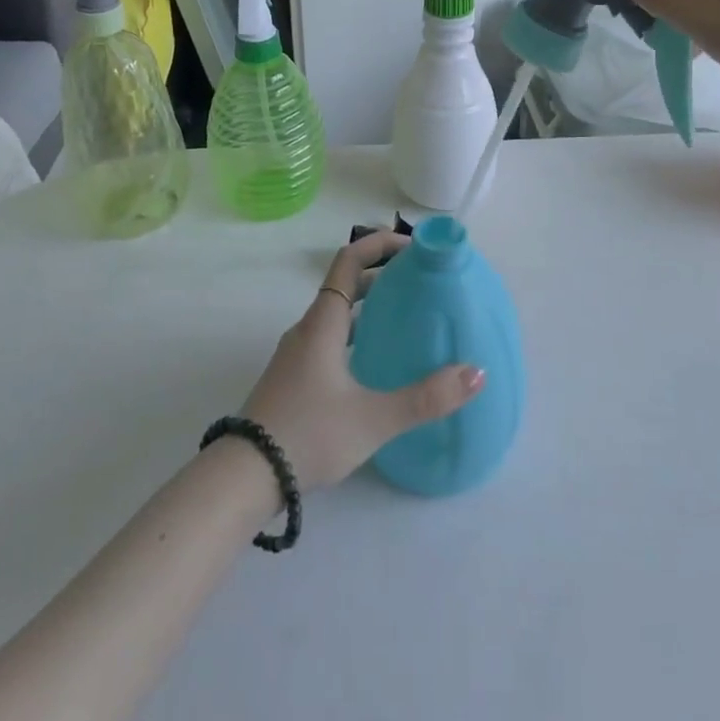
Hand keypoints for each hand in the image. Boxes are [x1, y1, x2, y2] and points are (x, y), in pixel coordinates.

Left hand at [240, 232, 484, 489]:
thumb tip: (475, 373)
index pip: (350, 260)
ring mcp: (297, 353)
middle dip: (384, 276)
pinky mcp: (294, 377)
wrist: (244, 476)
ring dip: (371, 306)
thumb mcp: (373, 418)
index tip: (416, 249)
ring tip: (408, 319)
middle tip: (422, 284)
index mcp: (324, 322)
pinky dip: (358, 333)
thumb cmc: (308, 434)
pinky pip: (330, 338)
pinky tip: (378, 362)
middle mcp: (308, 328)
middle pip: (347, 285)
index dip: (381, 244)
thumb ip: (426, 398)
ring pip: (338, 314)